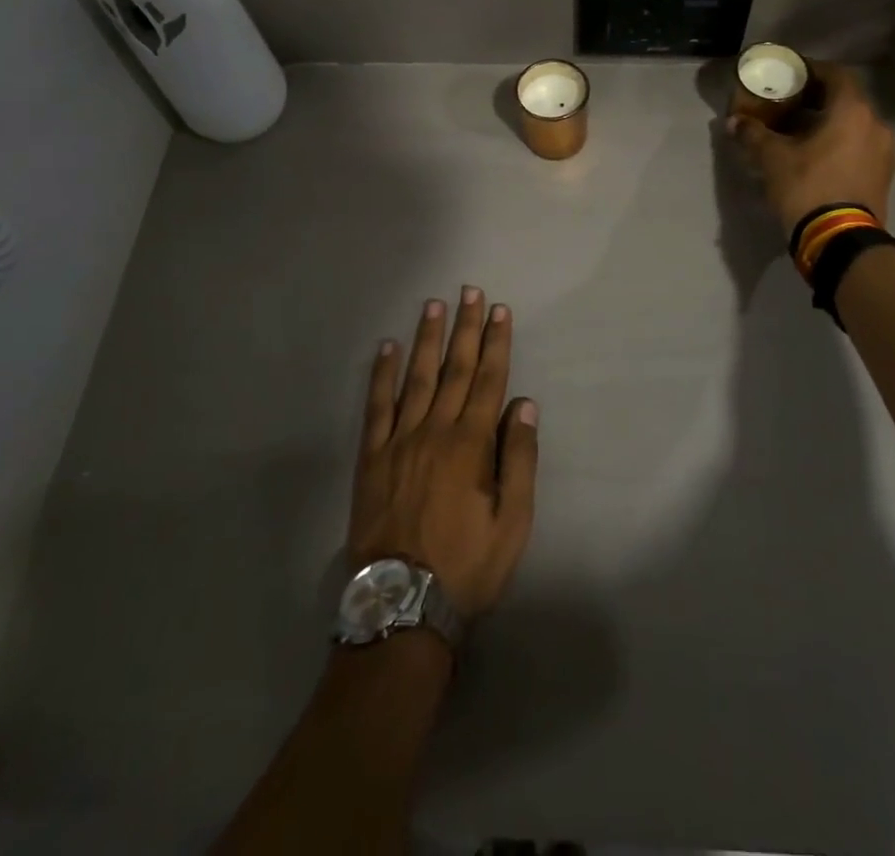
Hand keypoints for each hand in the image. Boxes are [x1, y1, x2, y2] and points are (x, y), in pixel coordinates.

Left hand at [348, 288, 538, 618]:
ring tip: (433, 306)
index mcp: (471, 443)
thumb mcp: (513, 522)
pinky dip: (381, 375)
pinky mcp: (371, 456)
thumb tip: (523, 404)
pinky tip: (386, 348)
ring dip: (427, 339)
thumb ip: (519, 459)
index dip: (496, 343)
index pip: (488, 379)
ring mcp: (399, 440)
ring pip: (416, 377)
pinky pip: (376, 406)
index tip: (499, 311)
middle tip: (469, 292)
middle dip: (465, 328)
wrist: (403, 603)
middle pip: (454, 368)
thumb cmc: (467, 564)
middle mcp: (435, 430)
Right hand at [728, 61, 894, 232]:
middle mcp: (875, 125)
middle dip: (818, 99)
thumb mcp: (772, 159)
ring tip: (799, 132)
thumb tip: (733, 122)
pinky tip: (816, 156)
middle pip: (846, 100)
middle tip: (789, 103)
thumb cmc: (807, 187)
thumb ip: (754, 135)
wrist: (840, 241)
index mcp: (852, 111)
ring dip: (829, 123)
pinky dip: (840, 143)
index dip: (813, 70)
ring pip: (854, 125)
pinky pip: (860, 147)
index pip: (836, 74)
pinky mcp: (883, 176)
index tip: (792, 74)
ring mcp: (884, 152)